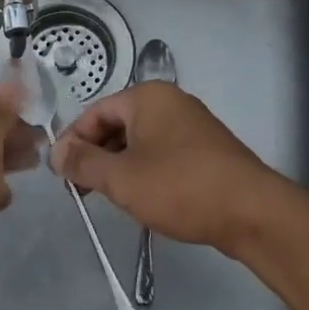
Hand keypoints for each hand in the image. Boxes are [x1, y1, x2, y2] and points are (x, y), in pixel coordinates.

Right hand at [51, 82, 289, 254]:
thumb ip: (83, 162)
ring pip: (140, 140)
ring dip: (119, 165)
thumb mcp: (121, 178)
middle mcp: (169, 101)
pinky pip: (162, 151)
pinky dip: (144, 169)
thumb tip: (56, 151)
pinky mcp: (206, 148)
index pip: (95, 112)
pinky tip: (142, 197)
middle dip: (96, 155)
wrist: (252, 212)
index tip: (62, 174)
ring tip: (108, 197)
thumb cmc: (180, 187)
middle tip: (81, 189)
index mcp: (147, 97)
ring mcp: (191, 124)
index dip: (73, 141)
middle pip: (117, 123)